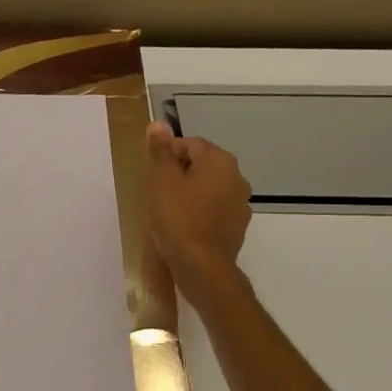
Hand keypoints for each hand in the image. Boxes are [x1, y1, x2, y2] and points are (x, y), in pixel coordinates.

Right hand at [145, 122, 252, 294]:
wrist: (201, 266)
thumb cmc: (177, 218)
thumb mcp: (160, 181)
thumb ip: (159, 151)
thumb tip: (158, 124)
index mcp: (219, 161)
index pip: (190, 144)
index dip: (167, 155)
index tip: (151, 174)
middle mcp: (236, 178)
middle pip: (201, 165)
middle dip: (178, 173)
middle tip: (155, 191)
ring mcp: (240, 204)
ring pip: (209, 188)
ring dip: (189, 193)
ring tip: (167, 210)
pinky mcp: (237, 227)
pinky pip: (214, 210)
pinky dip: (199, 212)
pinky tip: (182, 227)